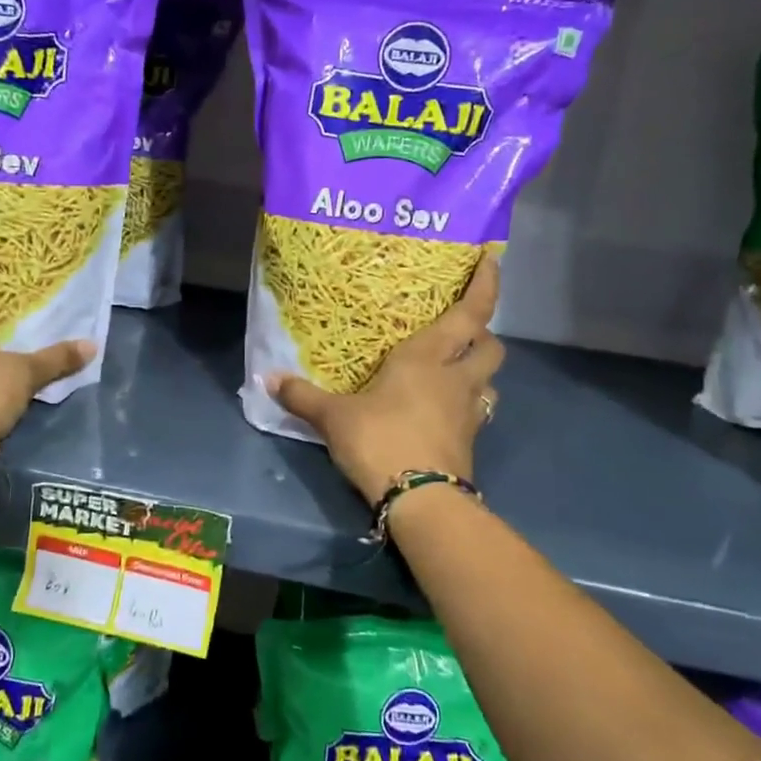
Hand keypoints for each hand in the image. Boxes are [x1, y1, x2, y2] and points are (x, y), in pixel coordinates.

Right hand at [268, 253, 503, 503]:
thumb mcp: (334, 417)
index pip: (471, 312)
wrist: (420, 501)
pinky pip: (477, 412)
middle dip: (484, 333)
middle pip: (492, 346)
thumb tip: (268, 379)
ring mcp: (469, 412)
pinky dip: (466, 405)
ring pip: (490, 380)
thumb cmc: (380, 440)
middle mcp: (457, 378)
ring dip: (478, 371)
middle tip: (462, 331)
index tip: (491, 260)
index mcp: (428, 357)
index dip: (486, 284)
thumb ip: (303, 396)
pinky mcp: (469, 442)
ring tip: (453, 372)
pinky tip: (443, 411)